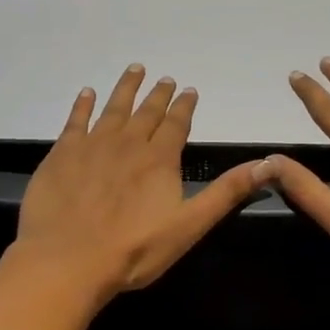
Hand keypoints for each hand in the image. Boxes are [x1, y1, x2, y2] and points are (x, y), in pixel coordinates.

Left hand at [14, 65, 262, 300]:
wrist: (68, 260)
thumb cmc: (134, 249)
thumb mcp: (189, 225)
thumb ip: (226, 193)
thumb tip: (267, 164)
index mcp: (159, 159)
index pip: (176, 124)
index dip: (184, 106)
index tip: (188, 90)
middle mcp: (127, 143)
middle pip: (146, 112)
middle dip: (158, 94)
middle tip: (164, 78)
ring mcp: (92, 145)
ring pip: (113, 108)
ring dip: (126, 88)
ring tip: (134, 69)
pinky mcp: (62, 154)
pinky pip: (76, 121)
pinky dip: (83, 105)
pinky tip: (87, 93)